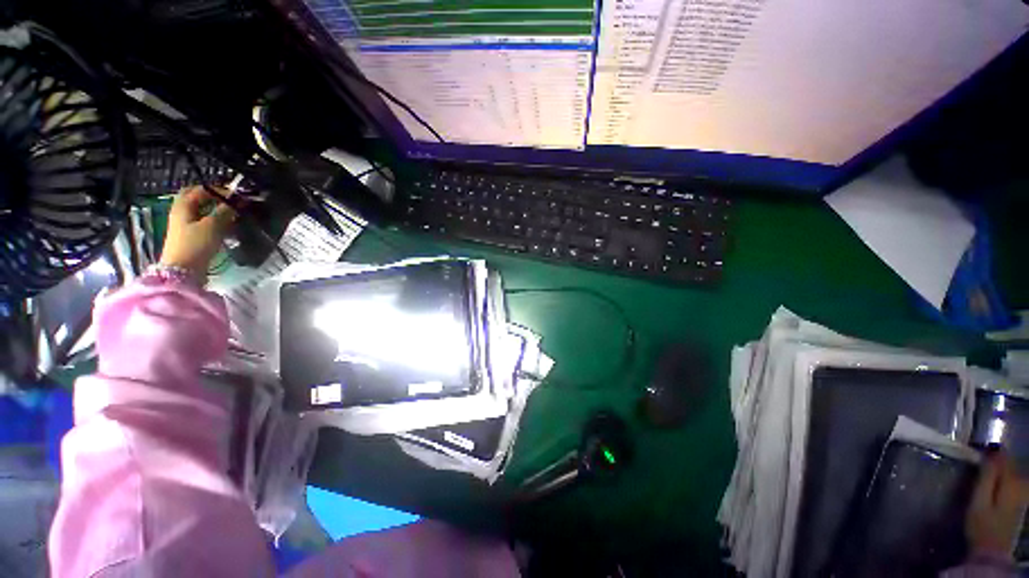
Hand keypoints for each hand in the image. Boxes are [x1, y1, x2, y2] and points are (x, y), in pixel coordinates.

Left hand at [159, 186, 236, 282]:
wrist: (184, 271)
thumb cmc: (196, 245)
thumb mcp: (213, 226)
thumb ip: (225, 211)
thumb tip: (237, 202)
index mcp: (183, 205)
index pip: (201, 189)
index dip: (219, 190)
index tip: (238, 196)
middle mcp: (182, 212)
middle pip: (198, 199)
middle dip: (215, 198)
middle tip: (233, 202)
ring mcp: (185, 225)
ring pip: (202, 211)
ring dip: (217, 210)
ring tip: (234, 215)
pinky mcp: (191, 236)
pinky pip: (205, 222)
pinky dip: (216, 221)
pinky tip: (228, 227)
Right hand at [967, 451, 1028, 558]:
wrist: (991, 551)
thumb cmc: (981, 524)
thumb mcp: (979, 501)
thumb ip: (987, 477)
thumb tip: (990, 453)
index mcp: (1010, 481)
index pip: (1003, 457)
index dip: (991, 451)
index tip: (977, 449)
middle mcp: (1020, 483)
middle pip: (1009, 464)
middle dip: (996, 459)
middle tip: (980, 458)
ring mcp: (1021, 494)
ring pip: (1012, 473)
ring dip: (1000, 468)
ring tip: (986, 468)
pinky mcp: (1019, 501)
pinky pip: (1013, 481)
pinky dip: (1004, 478)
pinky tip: (996, 482)